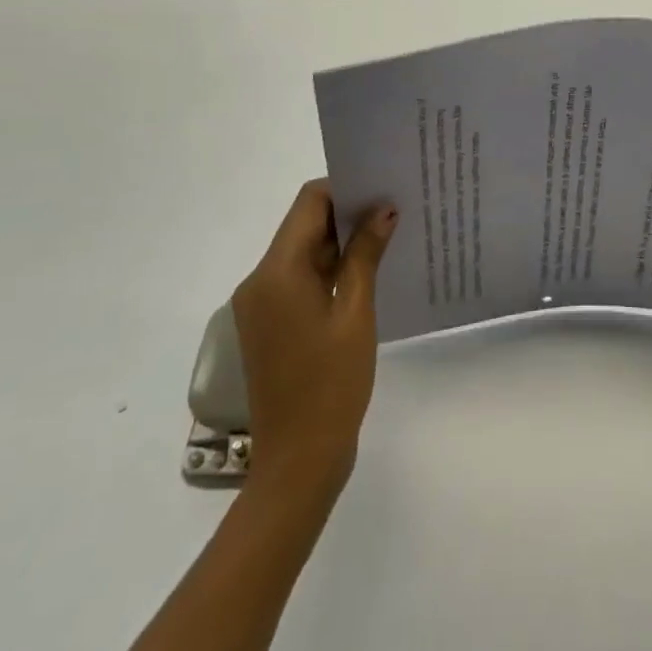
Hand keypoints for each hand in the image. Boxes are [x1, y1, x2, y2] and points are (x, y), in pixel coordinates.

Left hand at [232, 180, 396, 500]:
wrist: (298, 461)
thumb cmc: (332, 384)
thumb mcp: (356, 313)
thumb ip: (366, 255)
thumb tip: (383, 209)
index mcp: (276, 272)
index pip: (308, 203)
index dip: (345, 189)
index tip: (382, 190)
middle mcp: (259, 280)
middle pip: (303, 225)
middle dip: (346, 215)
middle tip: (393, 212)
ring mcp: (259, 304)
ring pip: (302, 252)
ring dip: (339, 244)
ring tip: (386, 239)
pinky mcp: (268, 324)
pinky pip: (297, 280)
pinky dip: (328, 271)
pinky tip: (365, 275)